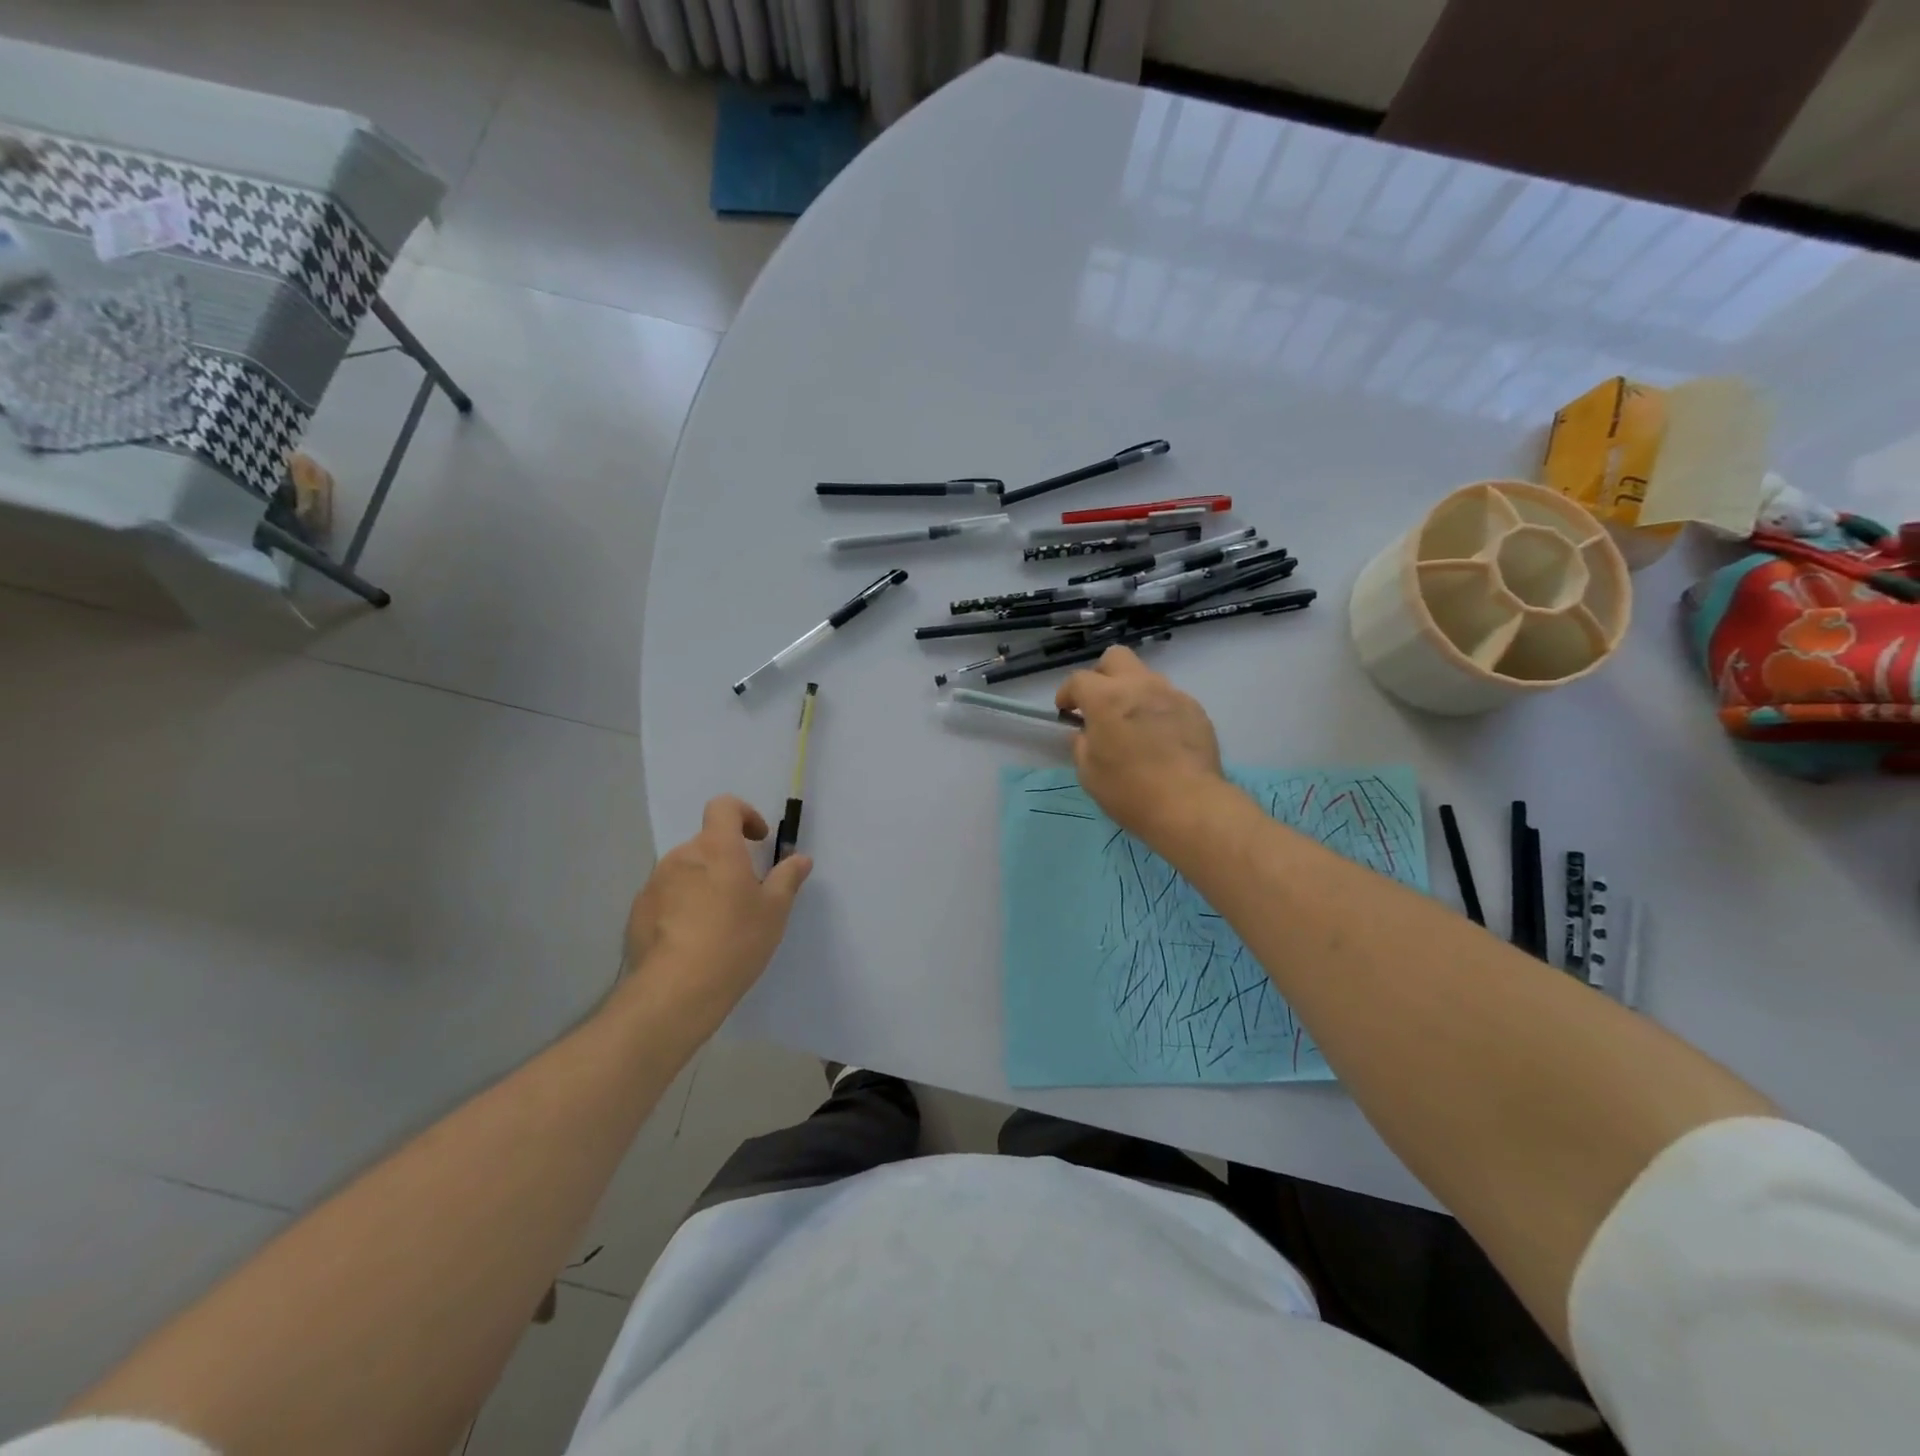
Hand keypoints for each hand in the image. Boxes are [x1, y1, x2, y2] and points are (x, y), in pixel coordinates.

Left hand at [619, 796, 811, 1031]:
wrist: (675, 991)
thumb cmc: (734, 941)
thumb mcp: (774, 911)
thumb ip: (787, 878)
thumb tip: (800, 858)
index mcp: (716, 849)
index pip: (724, 807)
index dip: (743, 814)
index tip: (758, 839)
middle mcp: (681, 857)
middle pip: (706, 844)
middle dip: (726, 860)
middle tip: (745, 894)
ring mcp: (654, 884)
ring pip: (685, 872)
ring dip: (702, 884)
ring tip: (717, 922)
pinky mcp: (637, 913)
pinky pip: (665, 897)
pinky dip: (681, 907)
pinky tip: (692, 941)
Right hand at [1057, 646, 1224, 844]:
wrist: (1189, 804)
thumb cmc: (1129, 790)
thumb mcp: (1089, 772)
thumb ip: (1082, 744)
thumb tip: (1085, 732)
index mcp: (1106, 698)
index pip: (1078, 679)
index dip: (1067, 693)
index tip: (1066, 711)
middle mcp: (1139, 686)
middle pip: (1116, 657)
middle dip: (1102, 674)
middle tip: (1099, 703)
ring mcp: (1172, 694)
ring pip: (1146, 677)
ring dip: (1133, 692)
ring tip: (1133, 724)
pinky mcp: (1195, 710)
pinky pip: (1170, 699)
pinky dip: (1158, 710)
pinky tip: (1160, 738)